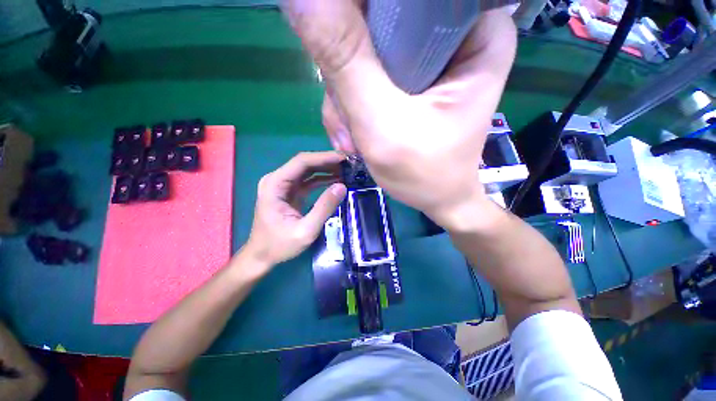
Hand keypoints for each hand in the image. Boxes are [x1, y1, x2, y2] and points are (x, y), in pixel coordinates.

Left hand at [244, 152, 347, 270]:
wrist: (262, 255)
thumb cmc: (279, 245)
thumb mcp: (306, 230)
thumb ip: (324, 208)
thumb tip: (342, 186)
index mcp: (275, 184)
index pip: (302, 162)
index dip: (324, 157)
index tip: (344, 158)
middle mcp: (277, 179)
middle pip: (305, 163)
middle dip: (328, 161)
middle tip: (350, 163)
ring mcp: (283, 185)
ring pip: (308, 170)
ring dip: (327, 169)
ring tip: (347, 170)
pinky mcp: (290, 191)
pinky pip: (309, 180)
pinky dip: (323, 178)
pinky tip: (337, 180)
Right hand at [284, 2, 516, 228]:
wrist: (436, 198)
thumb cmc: (423, 173)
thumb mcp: (382, 122)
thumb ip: (345, 60)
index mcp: (474, 34)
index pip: (403, 2)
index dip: (358, 19)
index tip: (344, 64)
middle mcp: (458, 36)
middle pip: (379, 23)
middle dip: (350, 75)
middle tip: (349, 121)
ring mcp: (432, 58)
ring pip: (368, 52)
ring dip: (348, 98)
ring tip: (353, 139)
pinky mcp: (414, 78)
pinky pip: (370, 74)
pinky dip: (355, 106)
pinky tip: (356, 135)